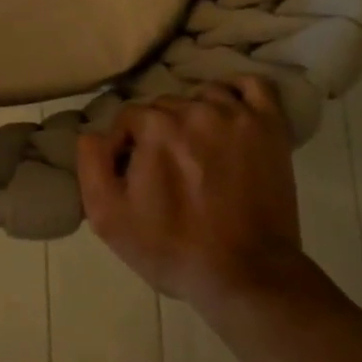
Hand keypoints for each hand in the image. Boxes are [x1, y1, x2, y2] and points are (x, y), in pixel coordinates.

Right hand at [76, 79, 305, 307]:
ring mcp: (237, 115)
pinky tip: (228, 111)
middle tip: (168, 170)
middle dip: (159, 132)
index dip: (125, 146)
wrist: (247, 275)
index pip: (128, 118)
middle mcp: (195, 110)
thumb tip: (92, 133)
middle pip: (165, 106)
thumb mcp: (110, 219)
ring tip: (199, 150)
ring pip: (202, 95)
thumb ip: (91, 165)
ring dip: (194, 115)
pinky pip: (252, 86)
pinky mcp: (270, 126)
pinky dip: (237, 91)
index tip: (134, 175)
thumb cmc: (173, 249)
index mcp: (156, 128)